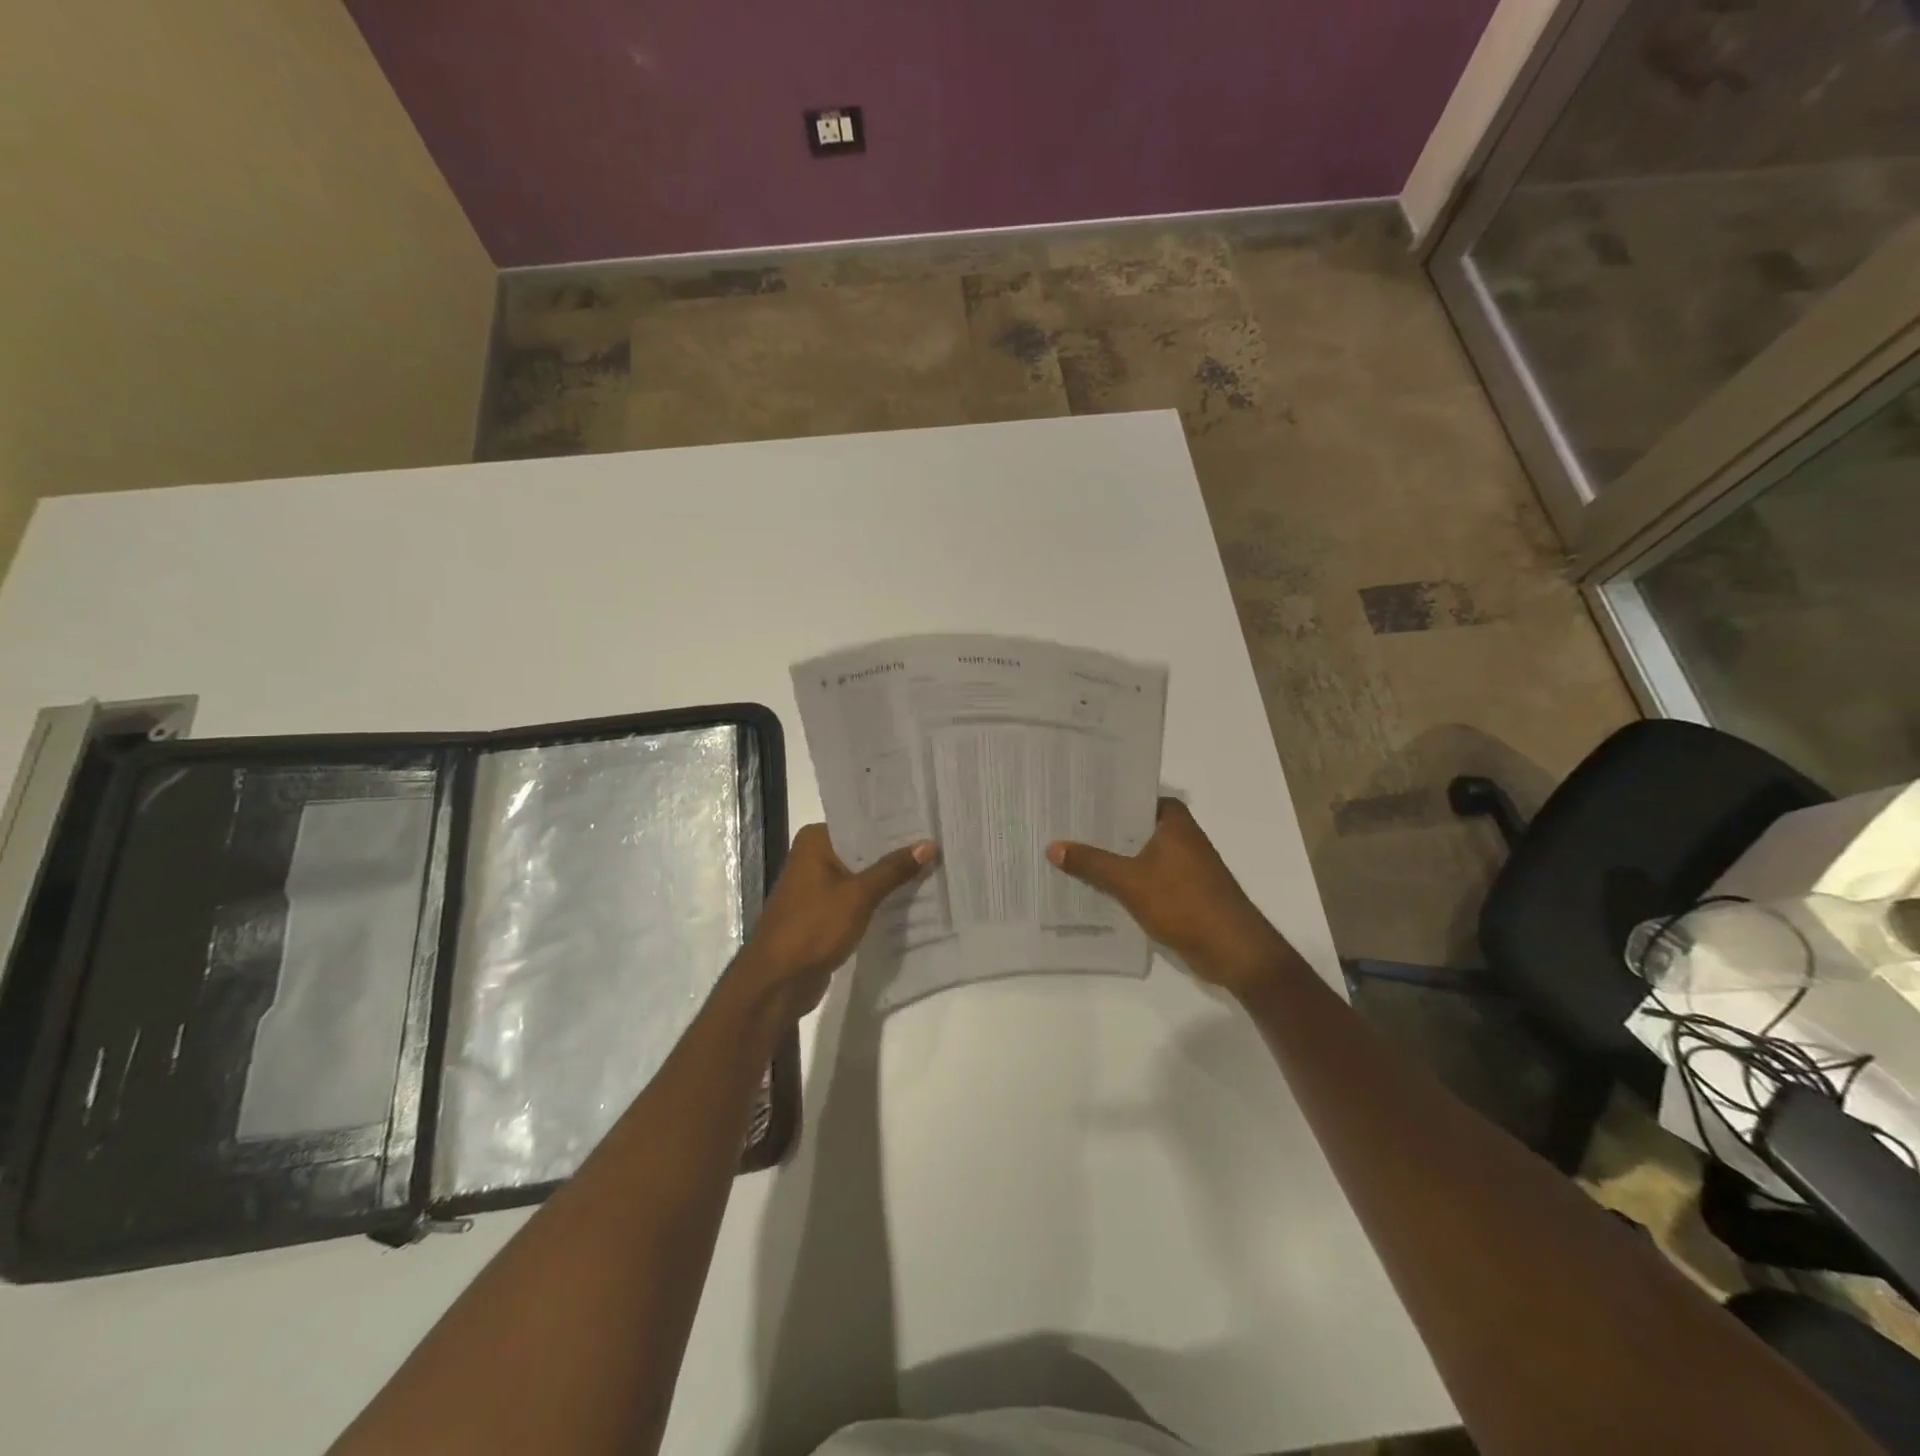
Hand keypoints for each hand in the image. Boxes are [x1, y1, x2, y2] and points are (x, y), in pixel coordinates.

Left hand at [732, 824, 935, 1020]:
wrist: (778, 982)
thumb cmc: (814, 927)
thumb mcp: (859, 895)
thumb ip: (894, 869)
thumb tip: (929, 844)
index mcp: (815, 841)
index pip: (861, 824)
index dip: (894, 825)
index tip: (927, 821)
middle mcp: (813, 857)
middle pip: (862, 849)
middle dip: (895, 852)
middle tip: (937, 845)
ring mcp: (817, 887)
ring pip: (861, 875)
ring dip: (888, 878)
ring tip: (932, 869)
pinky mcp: (823, 913)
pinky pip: (856, 898)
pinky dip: (877, 899)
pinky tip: (909, 899)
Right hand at [1049, 798, 1296, 995]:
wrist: (1232, 950)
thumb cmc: (1184, 903)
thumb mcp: (1130, 881)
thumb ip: (1091, 863)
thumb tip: (1053, 846)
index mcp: (1173, 820)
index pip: (1131, 796)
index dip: (1101, 798)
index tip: (1069, 799)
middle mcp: (1179, 835)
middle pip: (1131, 826)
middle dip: (1099, 830)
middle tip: (1058, 826)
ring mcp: (1182, 863)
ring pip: (1136, 852)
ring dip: (1109, 856)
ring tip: (1067, 853)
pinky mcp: (1181, 889)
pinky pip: (1143, 875)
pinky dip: (1122, 878)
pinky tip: (1093, 885)